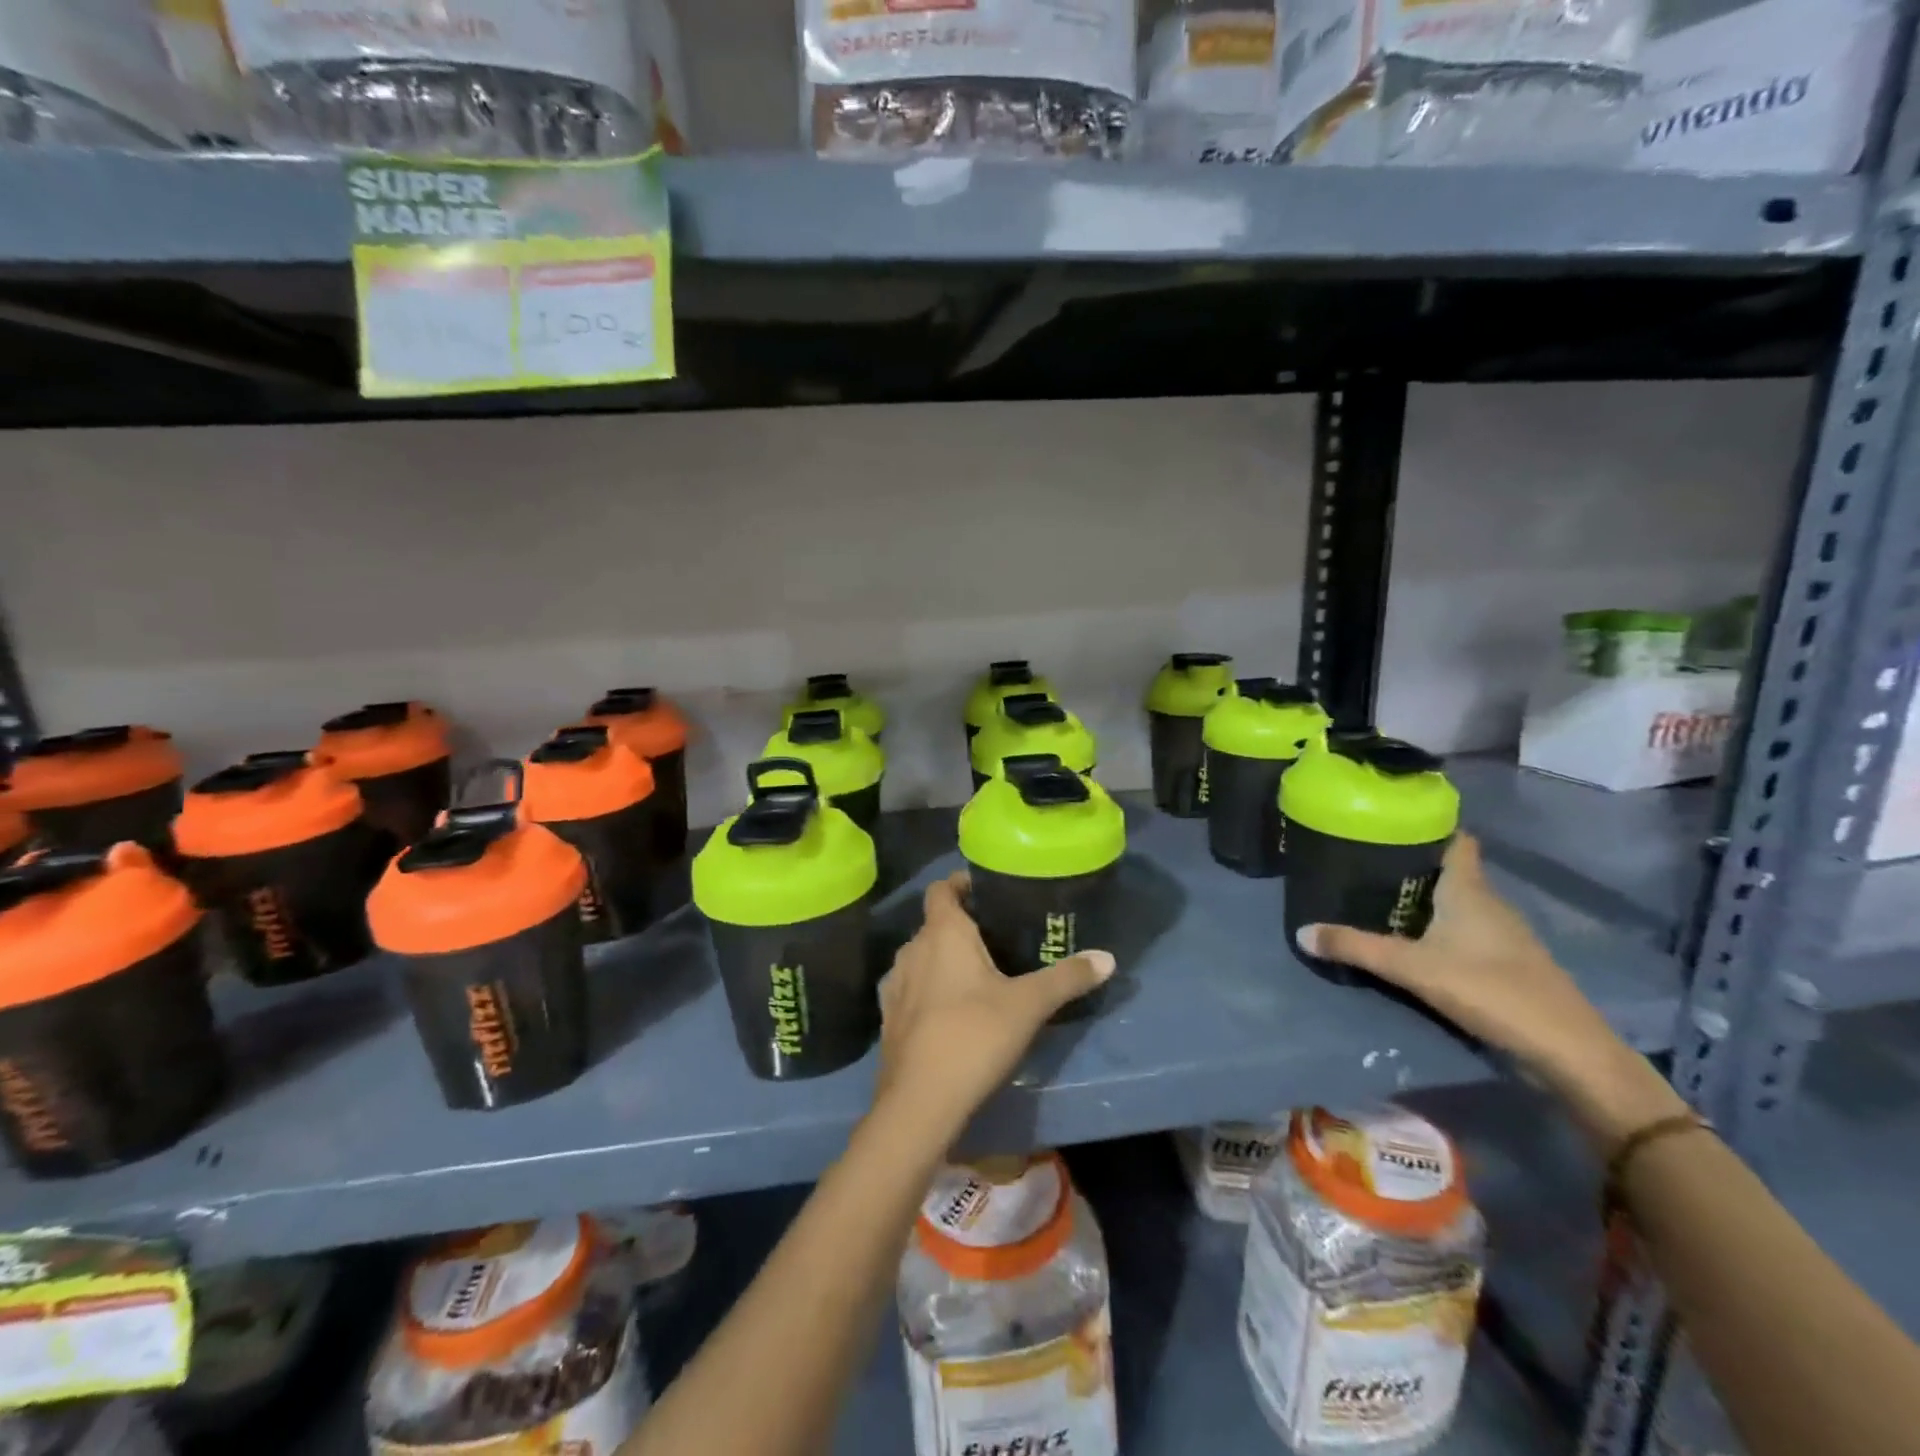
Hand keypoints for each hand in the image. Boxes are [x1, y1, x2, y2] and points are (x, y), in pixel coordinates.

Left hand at [875, 871, 1113, 1143]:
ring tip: (978, 973)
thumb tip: (1108, 958)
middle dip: (962, 925)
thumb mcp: (1029, 1005)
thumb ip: (1067, 977)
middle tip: (998, 936)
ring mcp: (895, 984)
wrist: (919, 1101)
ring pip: (921, 956)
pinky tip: (952, 1010)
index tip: (987, 889)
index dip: (961, 883)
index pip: (942, 888)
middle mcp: (912, 949)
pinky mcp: (889, 1017)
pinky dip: (929, 987)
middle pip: (934, 923)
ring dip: (943, 958)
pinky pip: (912, 987)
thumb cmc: (974, 1036)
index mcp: (942, 933)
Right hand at [1296, 834, 1682, 1141]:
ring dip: (1426, 900)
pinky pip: (1468, 931)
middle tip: (1366, 864)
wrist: (1568, 1051)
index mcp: (1469, 889)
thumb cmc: (1489, 990)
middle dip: (1412, 866)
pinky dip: (1442, 929)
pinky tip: (1416, 943)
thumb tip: (1301, 932)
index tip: (1390, 822)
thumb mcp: (1411, 968)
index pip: (1455, 840)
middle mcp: (1489, 903)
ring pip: (1459, 903)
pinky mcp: (1510, 963)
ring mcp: (1504, 935)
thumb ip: (1356, 948)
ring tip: (1380, 900)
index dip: (1427, 827)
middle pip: (1450, 871)